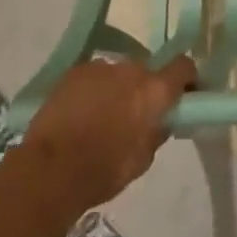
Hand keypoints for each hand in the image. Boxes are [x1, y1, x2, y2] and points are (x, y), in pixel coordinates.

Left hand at [19, 56, 196, 213]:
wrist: (50, 170)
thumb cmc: (104, 170)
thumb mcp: (144, 158)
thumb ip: (158, 131)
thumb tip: (162, 119)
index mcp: (155, 90)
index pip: (183, 66)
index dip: (186, 78)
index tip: (183, 93)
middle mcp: (132, 70)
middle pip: (147, 71)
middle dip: (145, 88)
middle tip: (136, 113)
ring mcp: (101, 67)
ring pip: (118, 73)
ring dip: (118, 88)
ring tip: (103, 115)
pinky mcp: (74, 72)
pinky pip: (94, 76)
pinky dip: (94, 90)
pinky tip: (81, 112)